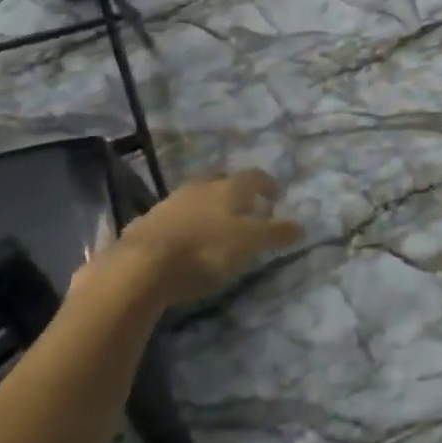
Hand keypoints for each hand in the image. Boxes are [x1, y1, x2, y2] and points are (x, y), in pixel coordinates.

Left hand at [83, 170, 301, 308]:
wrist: (141, 266)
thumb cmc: (205, 250)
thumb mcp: (249, 244)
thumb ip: (276, 233)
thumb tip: (301, 226)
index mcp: (229, 187)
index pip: (255, 176)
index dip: (268, 185)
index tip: (276, 198)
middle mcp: (200, 186)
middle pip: (224, 182)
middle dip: (238, 193)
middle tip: (247, 211)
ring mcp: (171, 202)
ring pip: (198, 197)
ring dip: (211, 208)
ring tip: (218, 229)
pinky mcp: (148, 222)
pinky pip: (176, 217)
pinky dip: (188, 225)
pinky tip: (188, 243)